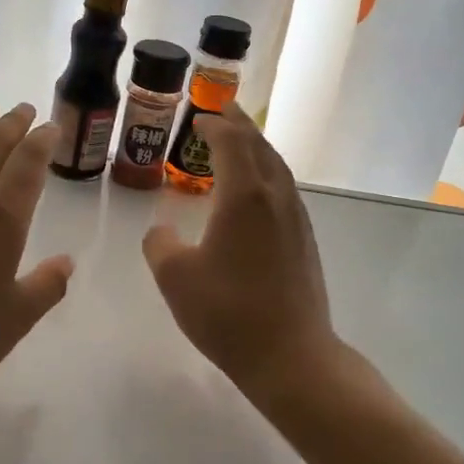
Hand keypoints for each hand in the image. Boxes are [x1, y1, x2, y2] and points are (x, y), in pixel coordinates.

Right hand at [141, 104, 337, 397]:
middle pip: (260, 147)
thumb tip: (161, 230)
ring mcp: (295, 219)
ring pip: (277, 168)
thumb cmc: (228, 312)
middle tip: (224, 109)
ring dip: (257, 148)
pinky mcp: (304, 241)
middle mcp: (275, 197)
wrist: (290, 354)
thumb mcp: (175, 278)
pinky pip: (284, 190)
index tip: (198, 117)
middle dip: (240, 125)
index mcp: (245, 196)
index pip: (231, 142)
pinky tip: (258, 191)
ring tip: (241, 142)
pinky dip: (267, 174)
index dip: (214, 125)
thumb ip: (160, 244)